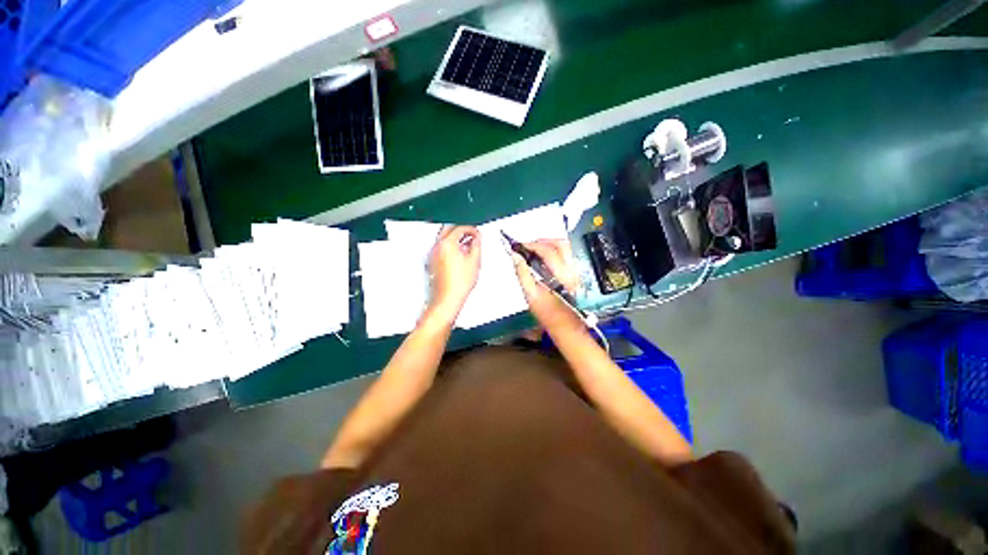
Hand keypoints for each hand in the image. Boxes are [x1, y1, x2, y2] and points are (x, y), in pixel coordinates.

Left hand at [426, 225, 480, 323]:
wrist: (447, 299)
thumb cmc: (458, 284)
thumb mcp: (474, 261)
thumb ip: (477, 245)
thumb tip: (477, 238)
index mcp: (447, 244)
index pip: (460, 228)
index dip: (471, 229)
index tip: (477, 233)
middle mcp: (437, 247)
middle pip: (448, 229)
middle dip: (461, 230)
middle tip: (471, 235)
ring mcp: (432, 254)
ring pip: (443, 238)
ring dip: (454, 238)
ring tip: (466, 246)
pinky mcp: (431, 262)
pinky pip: (440, 248)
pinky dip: (449, 247)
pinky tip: (458, 255)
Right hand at [510, 239, 581, 330]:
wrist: (564, 325)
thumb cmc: (546, 313)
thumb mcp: (531, 295)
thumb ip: (523, 273)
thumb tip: (515, 256)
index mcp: (562, 276)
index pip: (548, 252)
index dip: (532, 245)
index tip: (519, 246)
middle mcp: (573, 270)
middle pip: (561, 244)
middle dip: (542, 241)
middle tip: (527, 246)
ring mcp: (577, 271)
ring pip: (565, 247)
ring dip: (549, 244)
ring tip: (534, 250)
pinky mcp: (576, 272)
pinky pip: (567, 254)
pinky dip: (554, 250)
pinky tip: (544, 257)